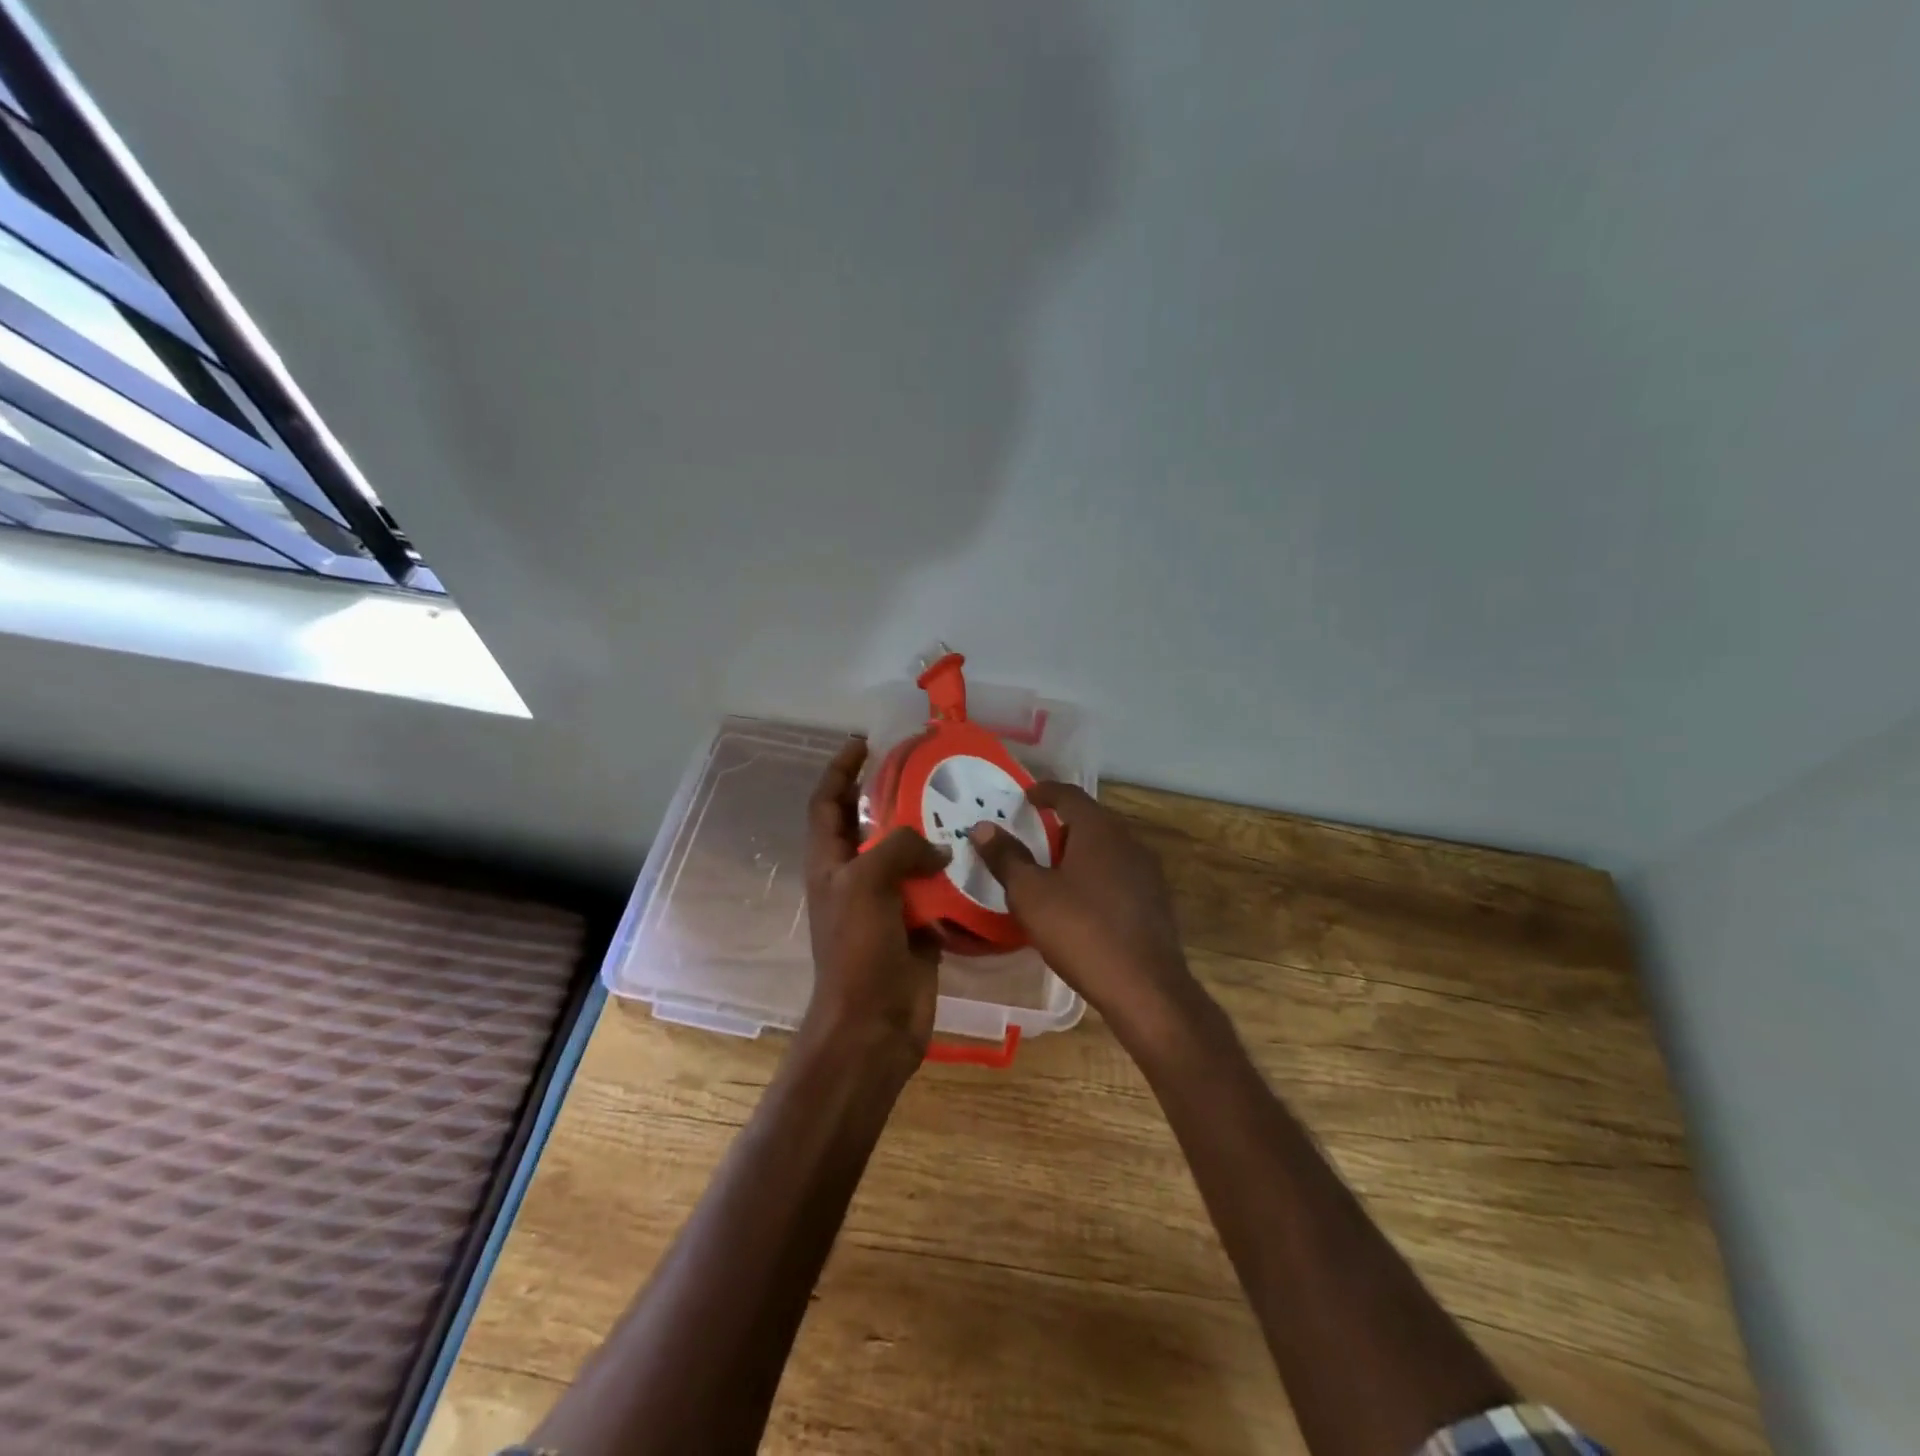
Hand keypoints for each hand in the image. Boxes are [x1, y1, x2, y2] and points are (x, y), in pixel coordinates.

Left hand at [804, 737, 951, 1064]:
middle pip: (870, 824)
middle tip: (928, 769)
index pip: (827, 802)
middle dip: (892, 794)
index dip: (840, 769)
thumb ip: (899, 847)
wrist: (874, 1023)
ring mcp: (886, 902)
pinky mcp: (916, 924)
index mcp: (830, 862)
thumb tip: (936, 848)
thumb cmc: (858, 950)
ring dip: (929, 833)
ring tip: (962, 806)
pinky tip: (978, 856)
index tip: (864, 741)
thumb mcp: (867, 884)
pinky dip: (952, 873)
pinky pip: (935, 888)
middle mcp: (855, 876)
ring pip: (907, 855)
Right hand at [969, 783, 1200, 1042]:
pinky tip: (1082, 900)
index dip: (1044, 791)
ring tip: (1052, 868)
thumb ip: (1006, 857)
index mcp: (1099, 830)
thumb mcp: (1030, 894)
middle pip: (1091, 819)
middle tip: (1033, 834)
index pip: (1069, 794)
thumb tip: (982, 827)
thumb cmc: (1081, 931)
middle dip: (1061, 822)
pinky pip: (1119, 873)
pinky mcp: (1155, 900)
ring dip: (1080, 850)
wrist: (1145, 987)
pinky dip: (1096, 874)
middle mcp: (1128, 841)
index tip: (1025, 797)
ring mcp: (1147, 872)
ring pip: (1107, 847)